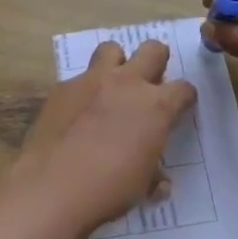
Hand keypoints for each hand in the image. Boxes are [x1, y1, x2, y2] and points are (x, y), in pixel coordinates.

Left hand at [8, 38, 196, 238]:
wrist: (53, 186)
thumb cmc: (109, 189)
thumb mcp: (142, 188)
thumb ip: (154, 177)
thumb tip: (160, 183)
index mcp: (156, 106)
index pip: (183, 89)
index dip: (184, 97)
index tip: (180, 107)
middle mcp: (128, 83)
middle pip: (153, 50)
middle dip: (157, 61)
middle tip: (150, 83)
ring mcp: (92, 80)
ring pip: (112, 49)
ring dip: (117, 63)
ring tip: (112, 85)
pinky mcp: (63, 88)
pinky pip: (78, 78)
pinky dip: (83, 91)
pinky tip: (77, 113)